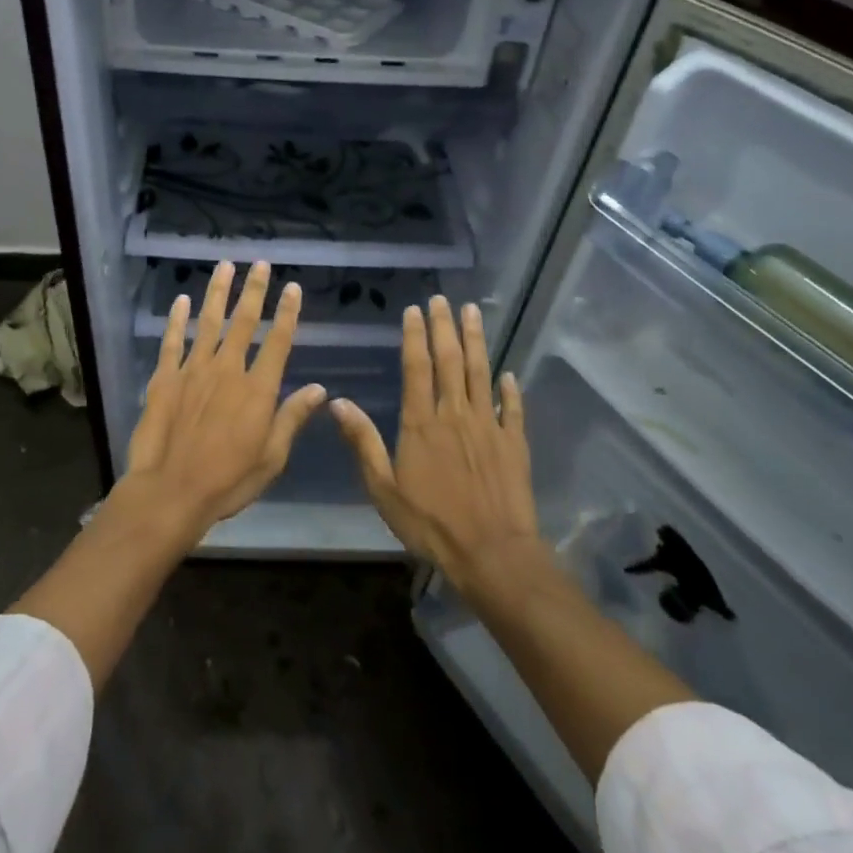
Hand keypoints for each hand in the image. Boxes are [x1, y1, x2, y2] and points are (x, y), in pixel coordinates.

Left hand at [121, 261, 327, 534]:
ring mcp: (193, 370)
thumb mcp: (272, 457)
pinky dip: (177, 319)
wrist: (171, 491)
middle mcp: (228, 370)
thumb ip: (292, 417)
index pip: (278, 341)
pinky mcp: (165, 378)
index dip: (287, 312)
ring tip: (225, 266)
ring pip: (209, 322)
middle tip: (260, 263)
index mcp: (258, 389)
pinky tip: (182, 300)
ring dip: (218, 292)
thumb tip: (320, 388)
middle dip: (254, 290)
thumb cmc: (228, 480)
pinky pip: (172, 341)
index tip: (292, 287)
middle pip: (244, 322)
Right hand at [332, 297, 540, 588]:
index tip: (414, 310)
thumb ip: (363, 442)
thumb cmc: (431, 523)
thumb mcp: (384, 488)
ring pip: (481, 373)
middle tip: (443, 299)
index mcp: (422, 422)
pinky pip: (512, 408)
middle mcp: (455, 414)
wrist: (491, 553)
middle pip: (450, 360)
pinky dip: (510, 389)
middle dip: (445, 326)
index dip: (415, 336)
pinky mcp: (514, 443)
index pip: (417, 367)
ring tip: (473, 313)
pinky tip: (509, 373)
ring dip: (477, 341)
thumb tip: (338, 402)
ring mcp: (489, 426)